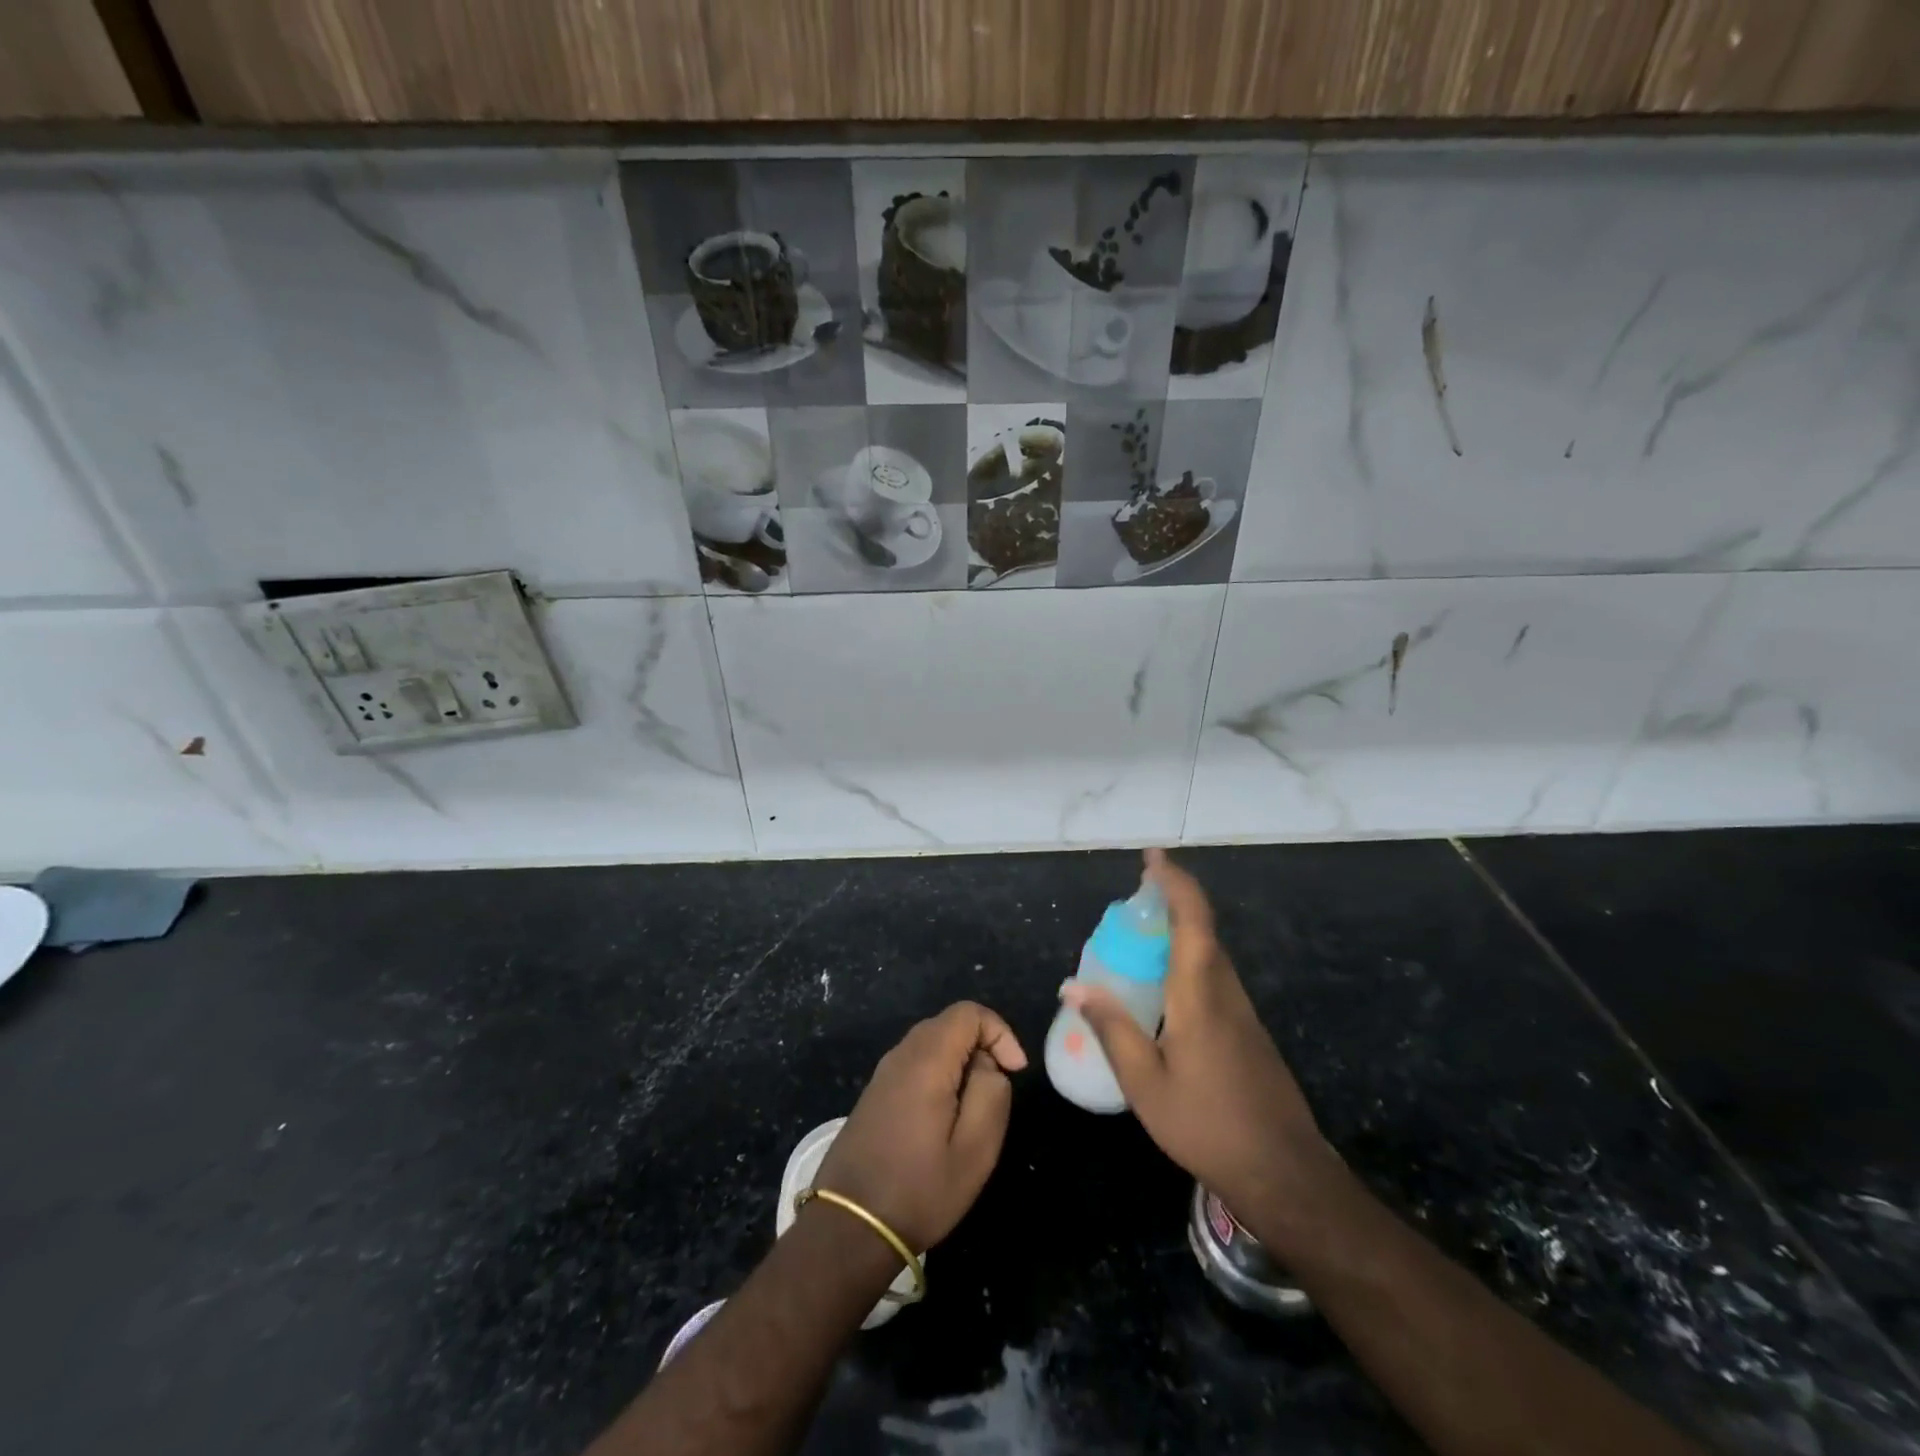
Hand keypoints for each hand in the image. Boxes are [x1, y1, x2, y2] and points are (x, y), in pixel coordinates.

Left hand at [814, 1001, 1027, 1252]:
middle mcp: (900, 1055)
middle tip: (997, 1091)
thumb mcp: (975, 1150)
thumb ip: (991, 1094)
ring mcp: (883, 1073)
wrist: (848, 1227)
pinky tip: (944, 1119)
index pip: (968, 1013)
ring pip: (932, 1044)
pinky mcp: (874, 1093)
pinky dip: (939, 1075)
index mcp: (926, 1060)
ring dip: (961, 1064)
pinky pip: (915, 1064)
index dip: (999, 1032)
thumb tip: (989, 1065)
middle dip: (982, 1047)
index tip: (1015, 1072)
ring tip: (973, 1109)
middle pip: (949, 1024)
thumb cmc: (919, 1190)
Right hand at [1063, 849, 1334, 1222]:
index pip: (1192, 920)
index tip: (1152, 857)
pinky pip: (1213, 978)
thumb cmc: (1208, 1125)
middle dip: (1171, 901)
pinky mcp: (1247, 1031)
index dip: (1174, 882)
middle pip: (1202, 930)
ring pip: (1209, 954)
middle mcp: (1225, 992)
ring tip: (1139, 938)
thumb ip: (1112, 1030)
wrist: (1284, 1173)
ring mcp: (1242, 1012)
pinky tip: (1163, 990)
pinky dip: (1187, 961)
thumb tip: (1073, 986)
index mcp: (1200, 995)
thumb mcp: (1145, 1084)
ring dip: (1180, 931)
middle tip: (1133, 898)